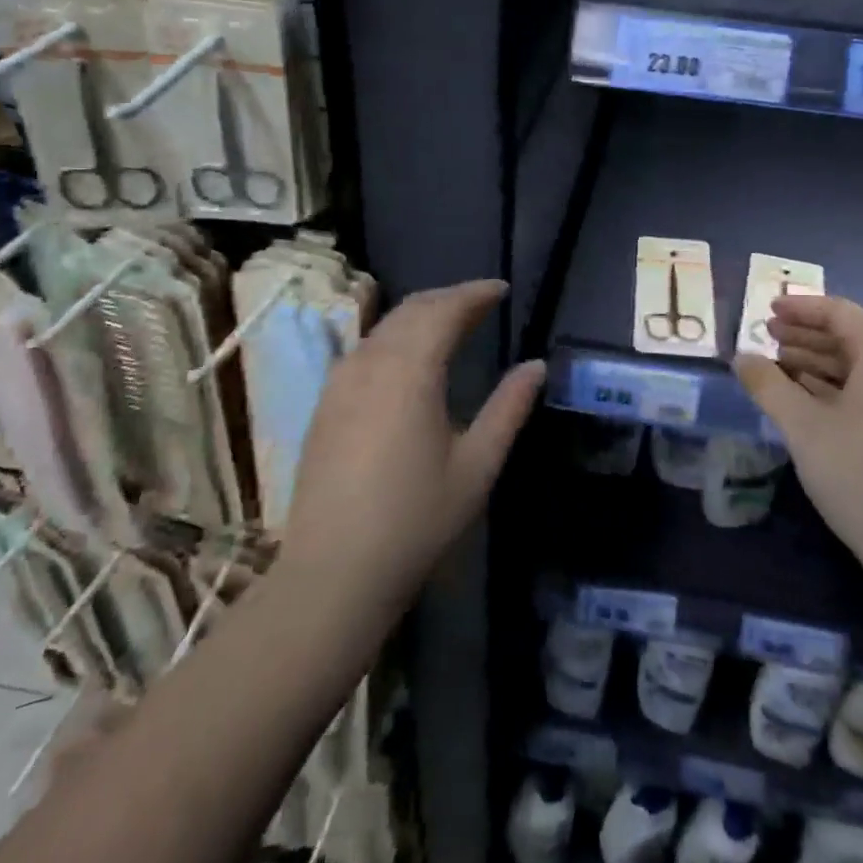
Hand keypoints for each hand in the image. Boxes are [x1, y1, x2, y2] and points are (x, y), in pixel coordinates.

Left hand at [280, 279, 543, 608]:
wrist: (332, 574)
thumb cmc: (415, 520)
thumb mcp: (477, 465)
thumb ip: (509, 408)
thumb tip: (536, 365)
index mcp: (411, 371)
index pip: (445, 310)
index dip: (475, 294)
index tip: (502, 289)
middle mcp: (371, 363)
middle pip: (413, 309)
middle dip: (449, 298)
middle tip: (481, 303)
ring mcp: (341, 381)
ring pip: (385, 326)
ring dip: (421, 314)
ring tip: (451, 323)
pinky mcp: (325, 403)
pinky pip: (365, 347)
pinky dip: (395, 335)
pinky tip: (408, 356)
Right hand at [734, 296, 862, 608]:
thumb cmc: (861, 478)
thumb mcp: (803, 428)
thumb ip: (768, 385)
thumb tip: (741, 358)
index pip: (839, 312)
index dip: (800, 308)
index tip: (767, 310)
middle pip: (853, 336)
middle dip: (807, 336)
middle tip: (768, 338)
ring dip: (822, 363)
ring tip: (782, 368)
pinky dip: (842, 387)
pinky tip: (814, 402)